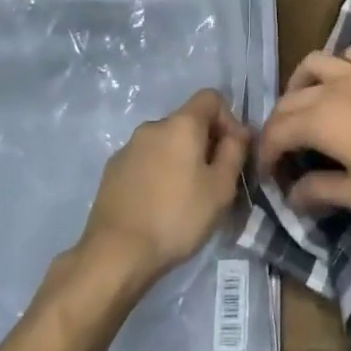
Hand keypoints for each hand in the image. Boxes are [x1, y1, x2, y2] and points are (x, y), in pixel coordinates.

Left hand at [78, 89, 250, 286]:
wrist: (116, 253)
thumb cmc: (177, 217)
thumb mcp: (221, 188)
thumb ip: (235, 152)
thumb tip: (238, 133)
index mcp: (181, 124)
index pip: (211, 97)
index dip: (228, 118)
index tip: (233, 151)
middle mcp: (153, 126)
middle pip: (187, 121)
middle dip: (205, 143)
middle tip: (213, 180)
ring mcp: (128, 147)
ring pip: (165, 143)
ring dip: (180, 159)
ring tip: (185, 197)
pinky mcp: (112, 170)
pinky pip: (145, 161)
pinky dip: (157, 173)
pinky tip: (158, 205)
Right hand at [257, 47, 350, 213]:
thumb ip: (320, 192)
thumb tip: (292, 196)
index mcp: (319, 120)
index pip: (277, 132)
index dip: (266, 153)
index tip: (268, 175)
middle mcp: (330, 88)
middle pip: (289, 99)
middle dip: (277, 124)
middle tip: (283, 150)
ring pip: (313, 64)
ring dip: (299, 84)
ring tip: (304, 104)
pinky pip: (348, 55)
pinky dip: (336, 66)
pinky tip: (343, 82)